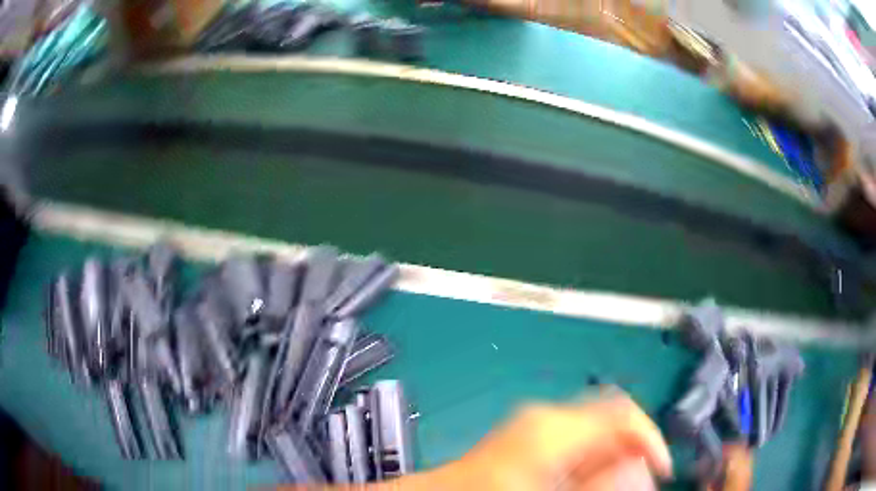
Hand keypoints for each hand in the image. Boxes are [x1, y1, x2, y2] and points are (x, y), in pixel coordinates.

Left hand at [426, 391, 671, 490]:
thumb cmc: (494, 489)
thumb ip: (602, 480)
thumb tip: (642, 467)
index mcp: (556, 424)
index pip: (625, 411)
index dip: (651, 437)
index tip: (660, 467)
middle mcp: (547, 415)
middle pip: (611, 420)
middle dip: (629, 451)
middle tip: (632, 482)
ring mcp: (535, 424)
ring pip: (594, 432)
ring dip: (610, 458)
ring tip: (606, 484)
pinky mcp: (528, 436)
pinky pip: (573, 441)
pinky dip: (587, 460)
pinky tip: (579, 481)